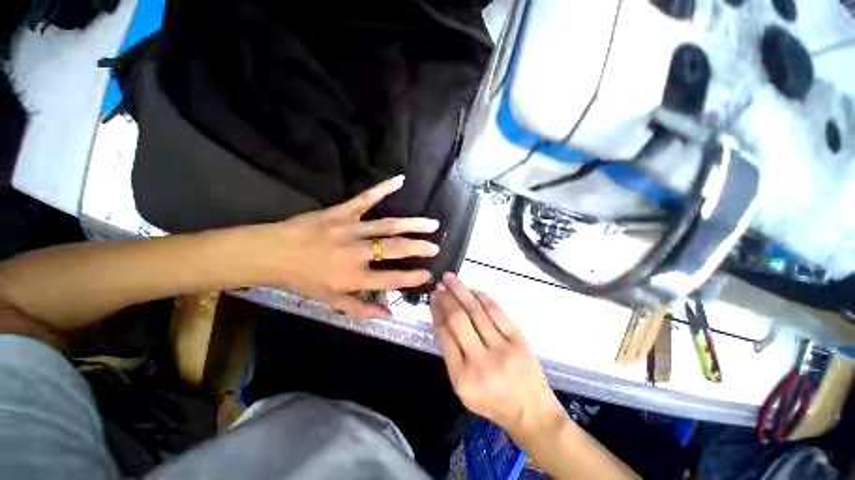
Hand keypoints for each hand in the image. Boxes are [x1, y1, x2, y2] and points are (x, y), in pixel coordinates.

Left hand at [258, 175, 439, 318]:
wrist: (271, 253)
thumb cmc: (302, 280)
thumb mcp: (329, 301)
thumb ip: (360, 310)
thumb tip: (388, 314)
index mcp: (353, 278)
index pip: (391, 280)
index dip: (412, 278)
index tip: (429, 274)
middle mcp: (356, 253)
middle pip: (394, 249)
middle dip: (418, 248)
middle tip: (436, 248)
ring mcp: (350, 229)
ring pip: (387, 225)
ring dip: (412, 224)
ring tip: (432, 224)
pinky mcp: (341, 211)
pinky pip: (365, 198)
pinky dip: (383, 189)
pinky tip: (400, 180)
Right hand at [430, 273, 566, 436]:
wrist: (532, 413)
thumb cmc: (493, 403)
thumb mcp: (463, 389)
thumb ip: (451, 356)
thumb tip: (442, 320)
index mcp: (462, 378)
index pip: (445, 335)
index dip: (437, 312)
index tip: (433, 298)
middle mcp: (480, 362)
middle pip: (458, 320)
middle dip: (446, 298)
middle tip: (439, 285)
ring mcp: (501, 349)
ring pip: (476, 311)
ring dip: (461, 291)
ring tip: (450, 279)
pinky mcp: (517, 339)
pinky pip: (496, 312)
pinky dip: (482, 297)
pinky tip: (473, 290)